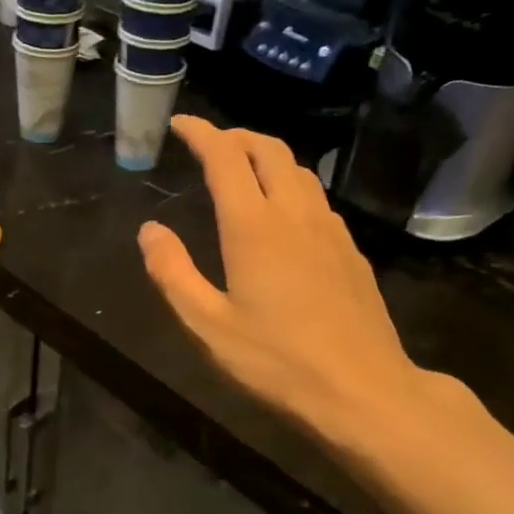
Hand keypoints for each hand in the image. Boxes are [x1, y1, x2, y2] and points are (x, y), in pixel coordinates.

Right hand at [138, 116, 446, 450]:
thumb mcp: (207, 325)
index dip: (201, 133)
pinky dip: (291, 185)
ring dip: (266, 157)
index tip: (180, 124)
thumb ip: (172, 273)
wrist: (363, 390)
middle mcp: (295, 214)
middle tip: (209, 142)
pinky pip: (316, 198)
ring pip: (299, 171)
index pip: (225, 157)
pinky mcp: (351, 251)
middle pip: (269, 150)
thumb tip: (149, 230)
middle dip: (236, 136)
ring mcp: (330, 230)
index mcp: (253, 226)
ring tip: (242, 169)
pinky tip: (283, 213)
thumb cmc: (276, 361)